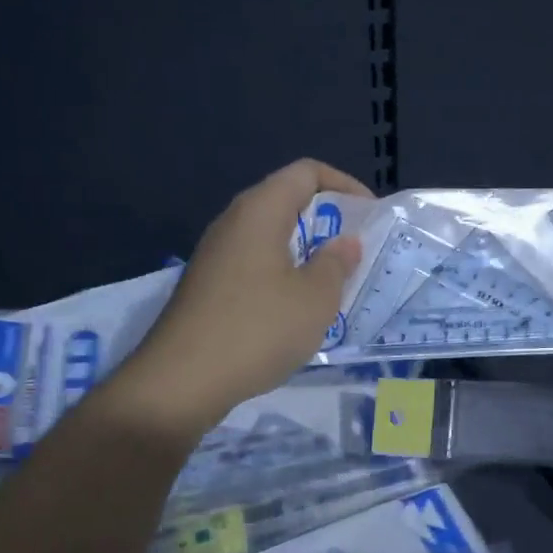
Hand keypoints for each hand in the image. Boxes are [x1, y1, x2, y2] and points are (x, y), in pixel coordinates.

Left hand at [102, 159, 369, 437]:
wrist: (182, 380)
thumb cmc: (258, 330)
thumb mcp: (315, 298)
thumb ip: (336, 263)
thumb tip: (345, 241)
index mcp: (260, 211)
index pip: (306, 172)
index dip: (344, 185)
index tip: (370, 215)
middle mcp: (233, 223)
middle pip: (287, 201)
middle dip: (328, 221)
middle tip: (357, 251)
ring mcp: (216, 255)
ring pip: (270, 236)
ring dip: (306, 251)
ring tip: (334, 282)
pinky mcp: (208, 286)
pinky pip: (255, 263)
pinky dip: (284, 273)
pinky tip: (297, 309)